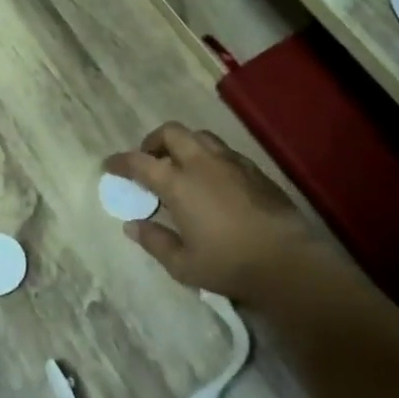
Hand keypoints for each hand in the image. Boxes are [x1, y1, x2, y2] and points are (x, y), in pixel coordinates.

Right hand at [105, 123, 323, 315]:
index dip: (120, 161)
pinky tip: (212, 179)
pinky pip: (223, 150)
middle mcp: (202, 163)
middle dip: (153, 141)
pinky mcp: (254, 170)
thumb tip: (132, 226)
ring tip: (179, 166)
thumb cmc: (229, 264)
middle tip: (148, 160)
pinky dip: (208, 155)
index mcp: (179, 184)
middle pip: (172, 133)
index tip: (109, 166)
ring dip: (183, 144)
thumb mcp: (182, 264)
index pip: (140, 161)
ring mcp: (231, 162)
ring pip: (200, 136)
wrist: (288, 261)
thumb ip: (154, 241)